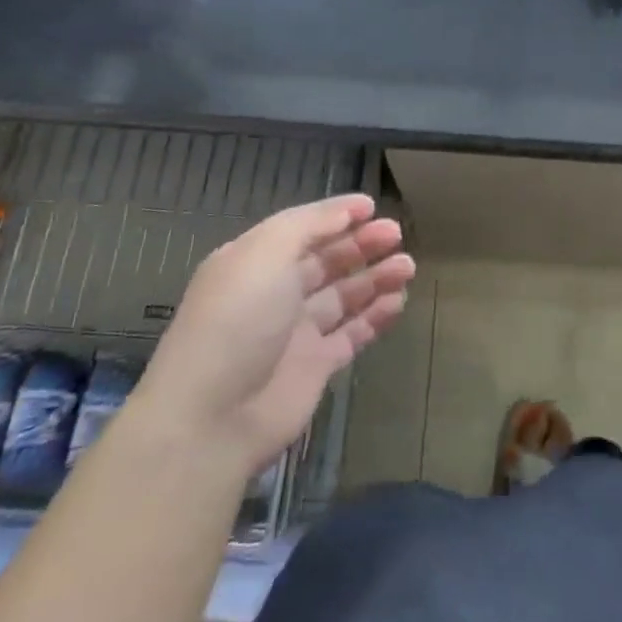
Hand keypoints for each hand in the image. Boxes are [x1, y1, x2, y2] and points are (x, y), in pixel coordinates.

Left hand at [136, 194, 414, 477]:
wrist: (213, 415)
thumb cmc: (238, 319)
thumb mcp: (266, 253)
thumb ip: (308, 225)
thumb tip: (347, 211)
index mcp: (254, 261)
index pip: (302, 229)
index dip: (335, 216)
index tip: (372, 206)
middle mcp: (275, 293)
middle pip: (326, 261)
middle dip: (361, 244)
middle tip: (397, 233)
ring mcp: (296, 332)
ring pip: (344, 296)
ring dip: (375, 278)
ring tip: (407, 266)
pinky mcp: (316, 367)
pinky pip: (352, 334)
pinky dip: (375, 317)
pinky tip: (399, 301)